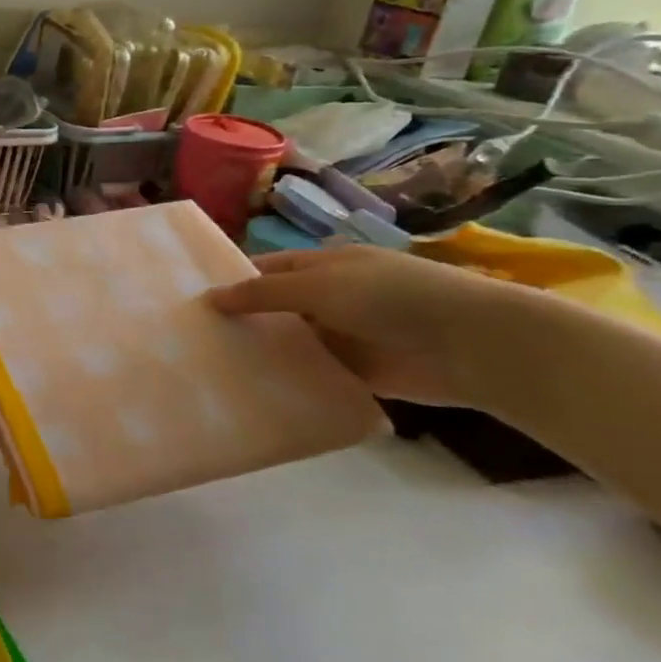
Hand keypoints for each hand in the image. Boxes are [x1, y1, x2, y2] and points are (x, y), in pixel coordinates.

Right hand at [204, 246, 522, 405]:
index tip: (190, 305)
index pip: (264, 271)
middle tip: (189, 343)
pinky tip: (250, 393)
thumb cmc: (391, 297)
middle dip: (239, 322)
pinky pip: (310, 376)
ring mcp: (341, 337)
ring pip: (288, 344)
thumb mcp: (319, 286)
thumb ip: (263, 293)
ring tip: (209, 370)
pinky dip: (286, 382)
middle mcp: (327, 299)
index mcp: (321, 267)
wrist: (471, 344)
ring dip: (260, 355)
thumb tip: (209, 298)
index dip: (231, 283)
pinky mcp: (354, 374)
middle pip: (273, 310)